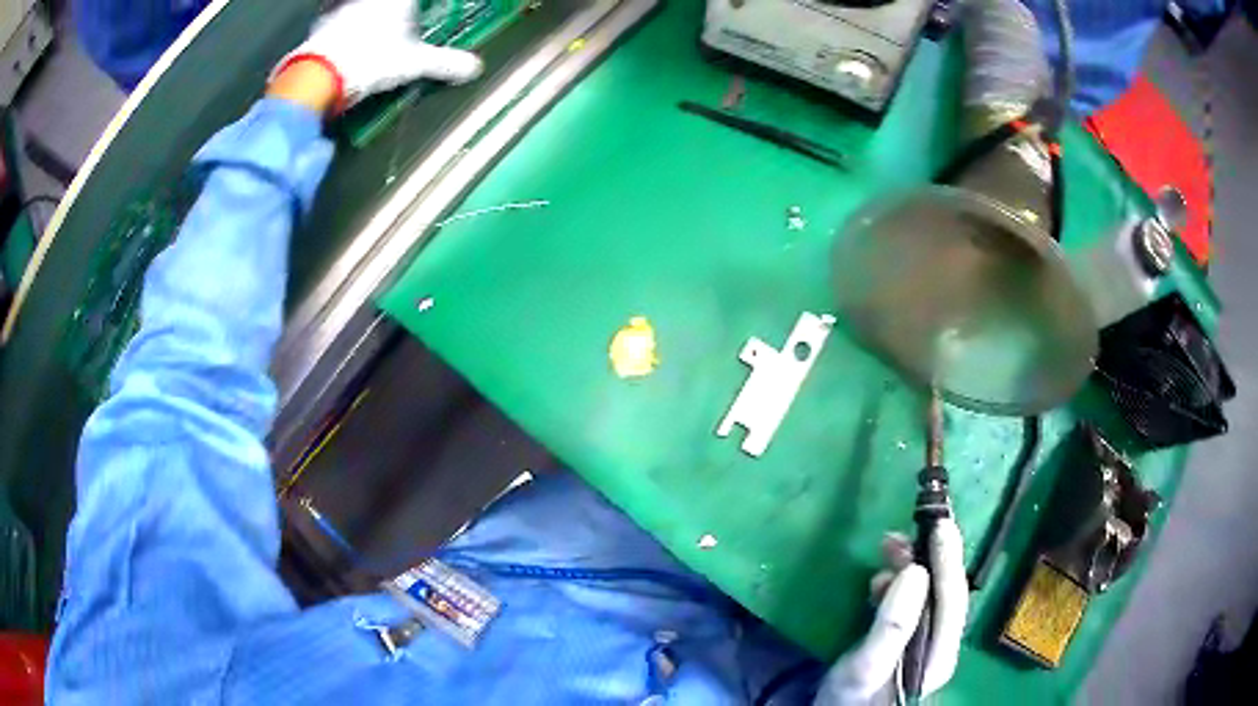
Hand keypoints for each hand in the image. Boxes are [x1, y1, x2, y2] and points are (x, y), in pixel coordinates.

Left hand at [270, 0, 483, 113]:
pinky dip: (338, 13)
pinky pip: (333, 9)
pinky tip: (340, 25)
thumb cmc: (372, 60)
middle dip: (397, 9)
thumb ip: (444, 63)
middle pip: (387, 2)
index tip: (420, 8)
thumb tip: (474, 68)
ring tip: (365, 15)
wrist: (320, 74)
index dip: (416, 5)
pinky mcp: (321, 18)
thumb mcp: (414, 64)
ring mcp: (343, 4)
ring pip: (353, 3)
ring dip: (359, 7)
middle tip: (399, 15)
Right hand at [814, 518, 968, 704]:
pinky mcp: (906, 641)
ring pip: (927, 594)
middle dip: (929, 558)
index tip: (941, 523)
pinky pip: (911, 603)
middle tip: (902, 532)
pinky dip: (898, 584)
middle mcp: (940, 645)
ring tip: (887, 548)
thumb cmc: (850, 700)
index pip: (953, 598)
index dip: (949, 559)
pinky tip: (880, 580)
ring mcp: (924, 643)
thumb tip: (915, 571)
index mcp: (939, 654)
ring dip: (912, 567)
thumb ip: (893, 625)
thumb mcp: (866, 667)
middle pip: (944, 593)